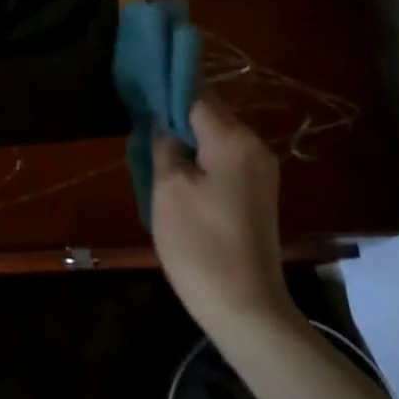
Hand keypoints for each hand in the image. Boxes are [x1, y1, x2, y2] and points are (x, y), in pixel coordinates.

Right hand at [151, 91, 298, 342]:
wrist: (246, 309)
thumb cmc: (201, 246)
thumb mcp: (169, 190)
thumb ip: (164, 146)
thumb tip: (161, 122)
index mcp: (233, 139)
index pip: (196, 95)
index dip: (165, 90)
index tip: (138, 89)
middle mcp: (253, 146)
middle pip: (209, 113)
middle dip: (175, 113)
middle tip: (139, 120)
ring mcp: (260, 170)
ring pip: (216, 136)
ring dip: (186, 136)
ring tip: (152, 144)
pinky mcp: (257, 193)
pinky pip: (224, 158)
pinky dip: (200, 156)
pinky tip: (176, 170)